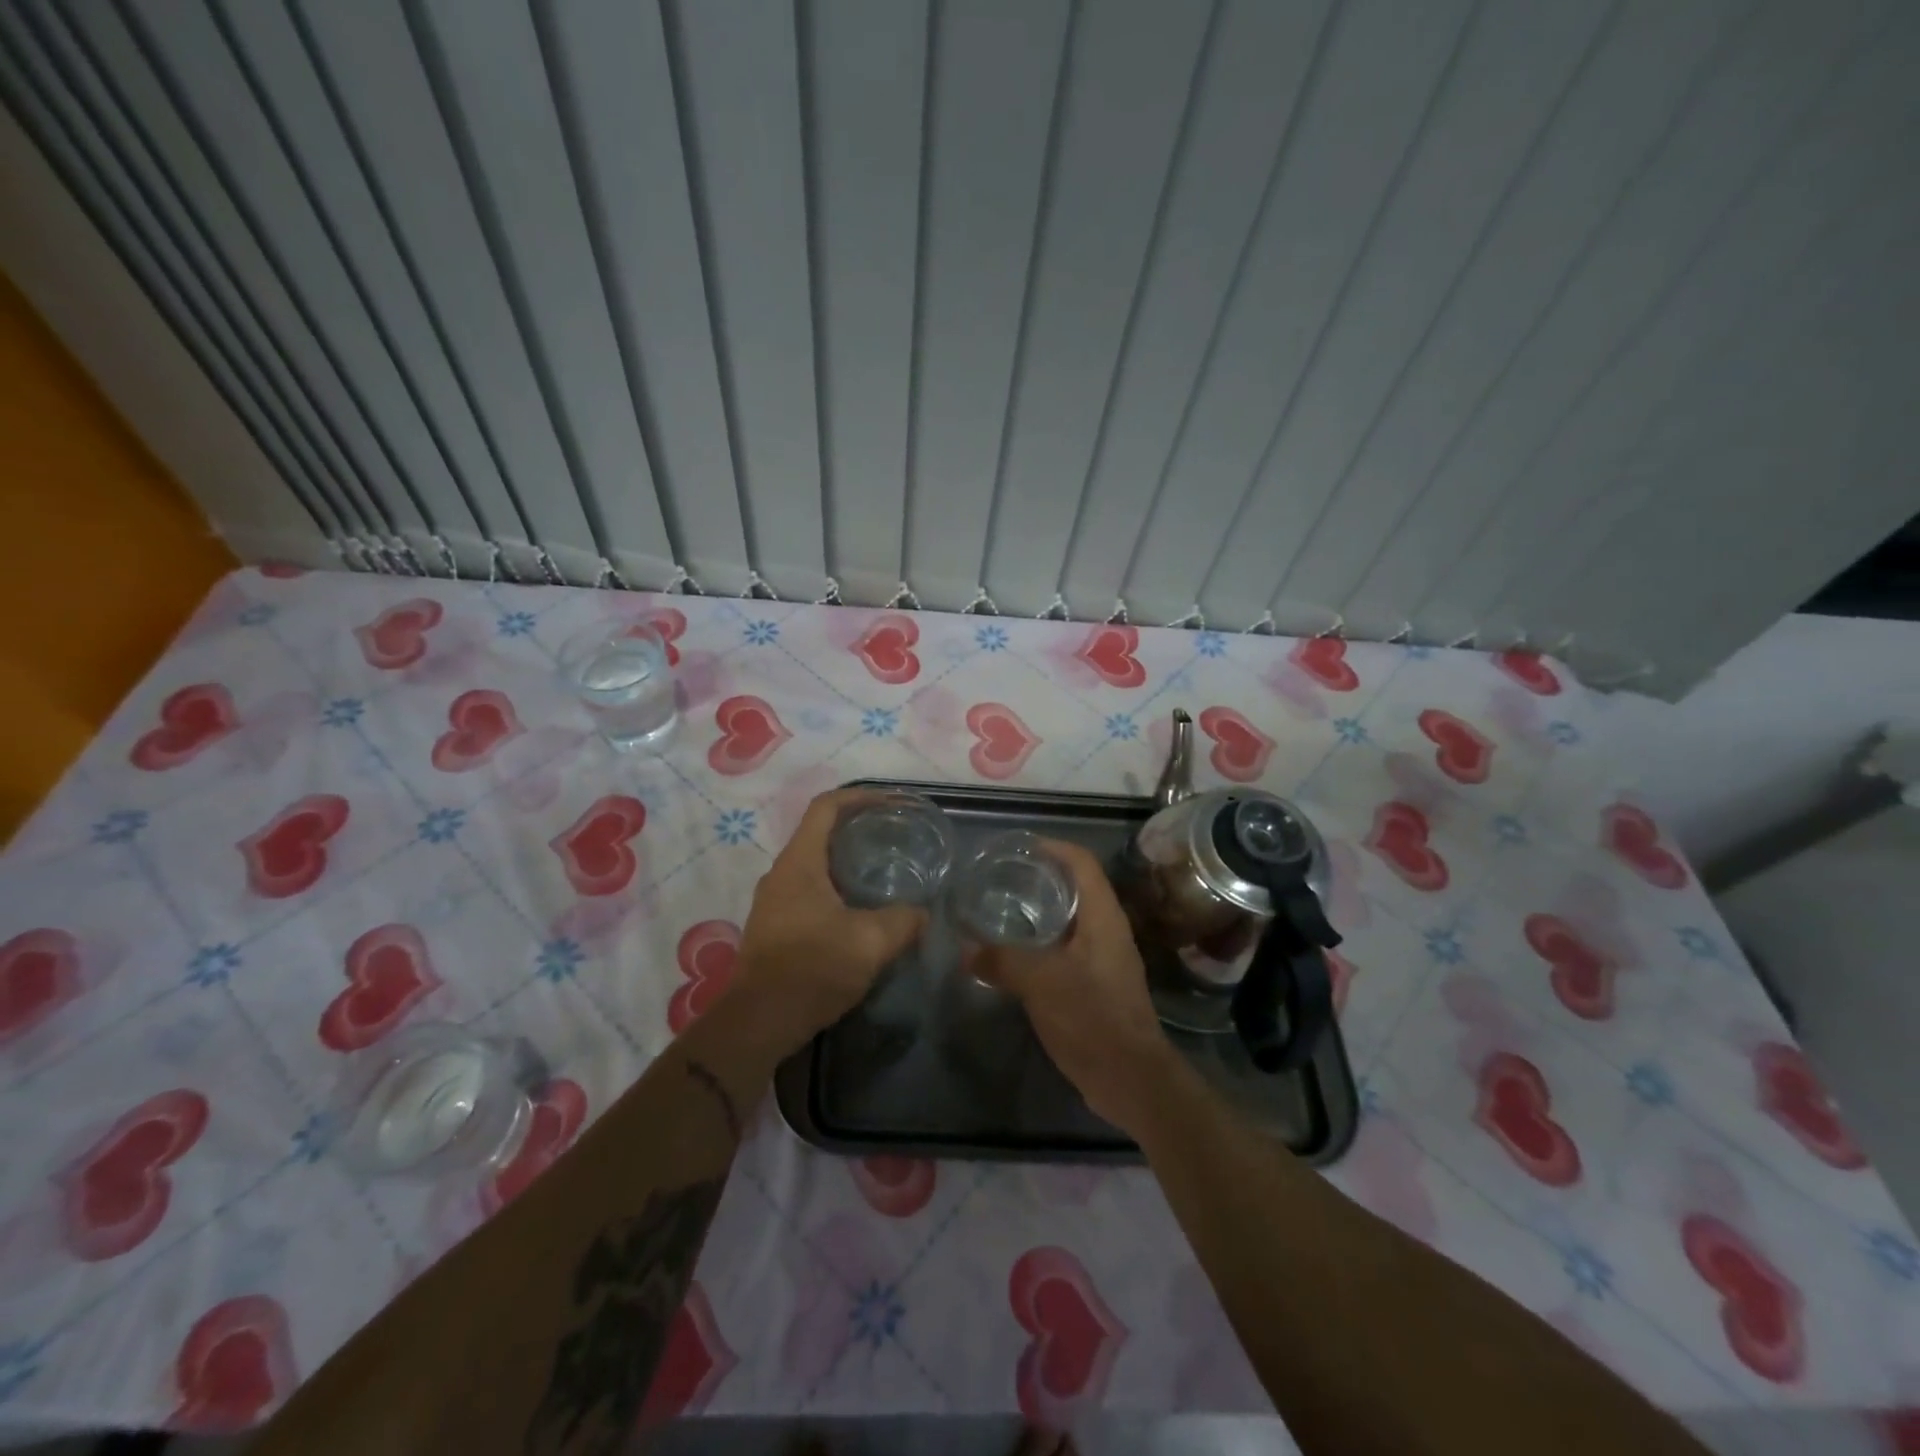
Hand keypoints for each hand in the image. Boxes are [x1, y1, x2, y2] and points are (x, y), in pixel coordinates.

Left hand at [730, 789, 927, 1046]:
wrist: (759, 1023)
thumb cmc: (812, 969)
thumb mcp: (870, 942)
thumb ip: (903, 921)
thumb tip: (923, 914)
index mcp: (799, 862)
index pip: (826, 807)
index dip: (860, 796)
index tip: (892, 803)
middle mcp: (781, 873)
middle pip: (820, 833)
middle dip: (858, 828)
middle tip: (895, 837)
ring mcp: (774, 901)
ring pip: (815, 865)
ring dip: (847, 861)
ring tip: (884, 871)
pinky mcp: (775, 927)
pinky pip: (809, 891)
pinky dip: (837, 888)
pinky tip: (862, 911)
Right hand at [969, 839, 1182, 1134]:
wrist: (1129, 1078)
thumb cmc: (1090, 1017)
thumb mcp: (1040, 983)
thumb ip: (1001, 960)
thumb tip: (965, 949)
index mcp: (1103, 917)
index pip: (1082, 863)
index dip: (1054, 847)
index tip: (1020, 847)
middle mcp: (1108, 931)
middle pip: (1076, 889)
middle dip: (1042, 879)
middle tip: (1002, 879)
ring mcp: (1105, 959)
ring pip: (1070, 922)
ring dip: (1040, 914)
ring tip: (1002, 912)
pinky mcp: (1098, 985)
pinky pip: (1067, 950)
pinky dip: (1042, 944)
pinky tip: (1016, 956)